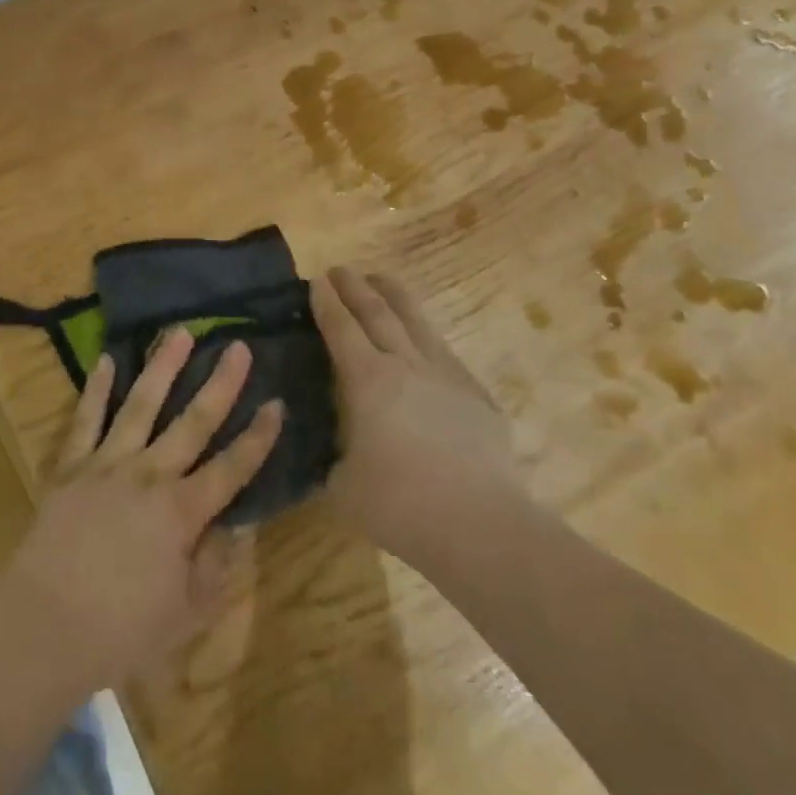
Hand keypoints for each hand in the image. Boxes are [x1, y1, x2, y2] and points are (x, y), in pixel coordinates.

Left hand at [0, 329, 283, 695]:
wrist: (44, 625)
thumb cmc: (121, 629)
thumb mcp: (186, 612)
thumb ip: (216, 565)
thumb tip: (239, 523)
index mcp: (182, 511)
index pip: (232, 467)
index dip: (258, 436)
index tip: (277, 402)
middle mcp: (150, 475)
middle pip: (193, 422)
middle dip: (220, 383)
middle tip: (238, 346)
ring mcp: (108, 463)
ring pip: (142, 404)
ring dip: (163, 367)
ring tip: (179, 334)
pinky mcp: (72, 464)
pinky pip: (87, 418)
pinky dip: (97, 388)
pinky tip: (106, 360)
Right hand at [314, 267, 516, 567]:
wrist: (480, 525)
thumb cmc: (401, 506)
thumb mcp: (343, 486)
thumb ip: (335, 458)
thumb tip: (337, 450)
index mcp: (367, 380)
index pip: (341, 328)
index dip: (326, 302)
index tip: (315, 281)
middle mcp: (405, 364)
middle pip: (377, 312)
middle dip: (355, 287)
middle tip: (340, 269)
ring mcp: (445, 374)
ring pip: (416, 320)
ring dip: (394, 295)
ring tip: (381, 279)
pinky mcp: (475, 393)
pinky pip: (444, 350)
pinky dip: (425, 334)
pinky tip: (423, 338)